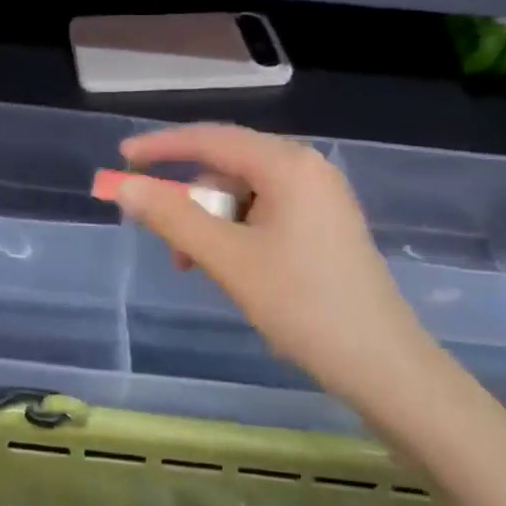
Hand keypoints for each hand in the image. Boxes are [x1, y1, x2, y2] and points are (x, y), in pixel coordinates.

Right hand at [114, 125, 434, 408]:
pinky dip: (237, 234)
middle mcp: (306, 168)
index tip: (121, 157)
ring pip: (244, 195)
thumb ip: (173, 216)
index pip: (211, 139)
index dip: (162, 147)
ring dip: (212, 225)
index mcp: (288, 164)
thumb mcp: (228, 259)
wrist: (384, 366)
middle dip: (191, 202)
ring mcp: (320, 197)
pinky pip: (265, 213)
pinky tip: (233, 268)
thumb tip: (123, 186)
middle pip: (227, 168)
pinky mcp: (325, 225)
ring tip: (200, 268)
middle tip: (170, 247)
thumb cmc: (303, 305)